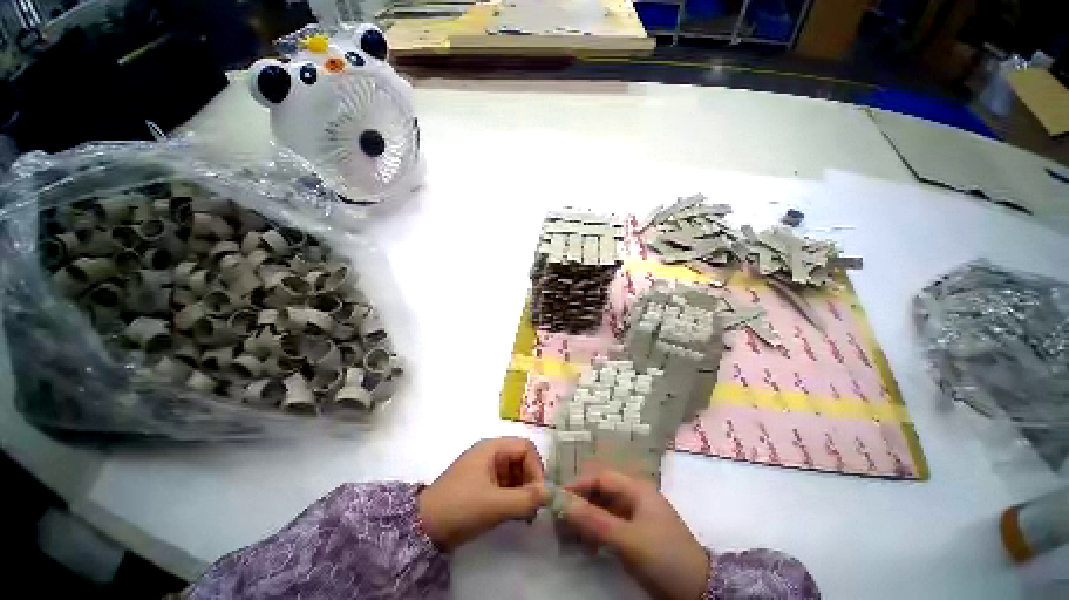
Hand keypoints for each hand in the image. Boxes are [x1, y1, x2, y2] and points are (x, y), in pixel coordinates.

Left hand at [418, 437, 548, 550]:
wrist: (423, 527)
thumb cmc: (461, 507)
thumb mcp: (495, 505)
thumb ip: (525, 499)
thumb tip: (550, 494)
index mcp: (492, 448)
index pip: (525, 448)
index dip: (536, 468)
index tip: (539, 494)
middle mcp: (490, 453)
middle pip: (521, 460)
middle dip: (530, 482)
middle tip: (533, 507)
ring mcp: (485, 469)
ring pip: (514, 473)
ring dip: (523, 492)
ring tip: (525, 515)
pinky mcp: (481, 484)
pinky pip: (505, 485)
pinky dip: (513, 497)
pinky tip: (515, 515)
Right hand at [562, 470, 708, 599]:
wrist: (699, 590)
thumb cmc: (663, 556)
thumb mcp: (627, 539)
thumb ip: (594, 520)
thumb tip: (562, 502)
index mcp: (637, 489)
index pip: (601, 478)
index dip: (579, 485)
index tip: (558, 497)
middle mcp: (636, 497)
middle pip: (602, 493)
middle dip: (580, 504)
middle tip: (560, 520)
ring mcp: (638, 517)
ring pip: (605, 510)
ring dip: (587, 520)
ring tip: (570, 536)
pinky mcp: (638, 535)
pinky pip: (611, 527)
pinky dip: (597, 533)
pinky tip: (588, 546)